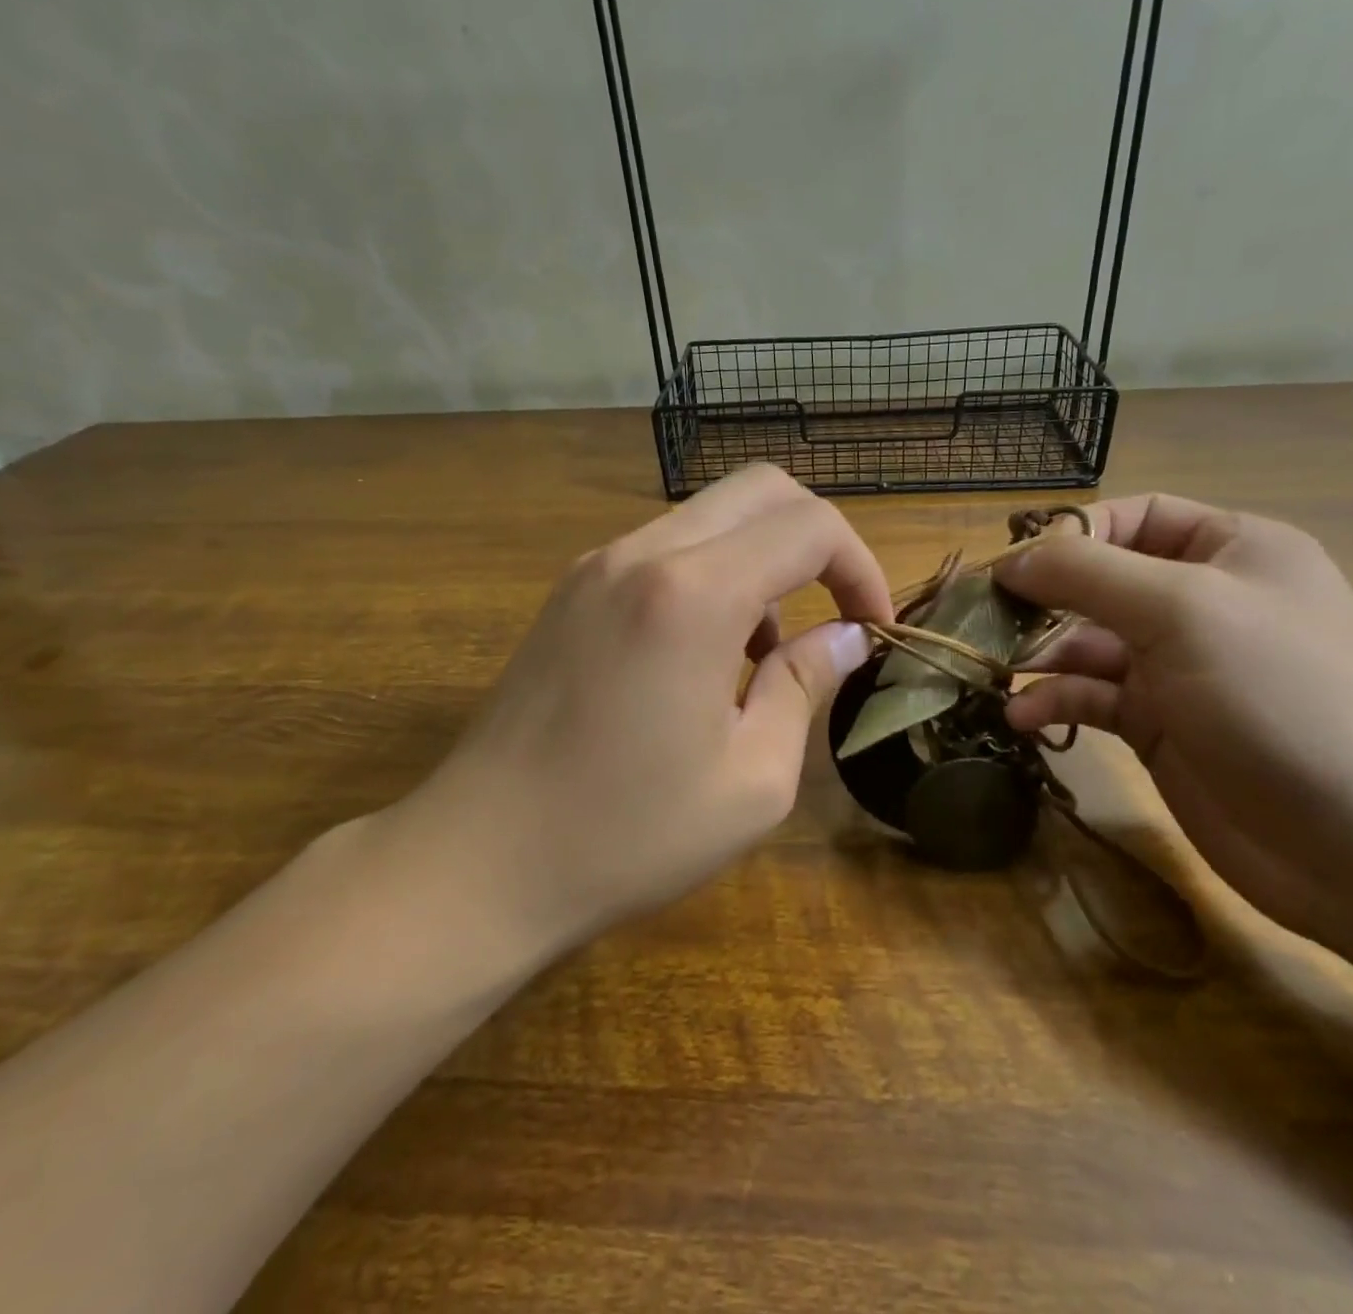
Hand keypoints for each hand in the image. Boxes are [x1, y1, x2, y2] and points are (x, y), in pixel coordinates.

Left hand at [382, 464, 888, 963]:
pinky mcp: (572, 590)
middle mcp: (643, 554)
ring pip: (711, 516)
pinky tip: (704, 657)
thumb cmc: (627, 835)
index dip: (861, 567)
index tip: (872, 628)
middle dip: (818, 542)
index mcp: (694, 595)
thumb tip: (845, 638)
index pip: (809, 526)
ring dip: (761, 563)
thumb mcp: (752, 779)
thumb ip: (806, 686)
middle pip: (761, 491)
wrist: (480, 860)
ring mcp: (598, 566)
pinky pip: (666, 550)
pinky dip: (712, 576)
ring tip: (763, 657)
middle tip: (835, 614)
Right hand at [996, 494, 1352, 942]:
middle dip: (1042, 600)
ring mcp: (1179, 668)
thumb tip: (1012, 560)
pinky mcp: (1159, 725)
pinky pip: (1092, 696)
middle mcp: (1202, 602)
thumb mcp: (1182, 609)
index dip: (1071, 535)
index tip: (1014, 568)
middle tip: (982, 623)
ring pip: (1087, 643)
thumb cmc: (1277, 695)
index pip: (1134, 517)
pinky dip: (1056, 700)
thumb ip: (1088, 573)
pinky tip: (1024, 717)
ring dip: (1040, 655)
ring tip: (994, 673)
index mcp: (1230, 551)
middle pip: (1100, 582)